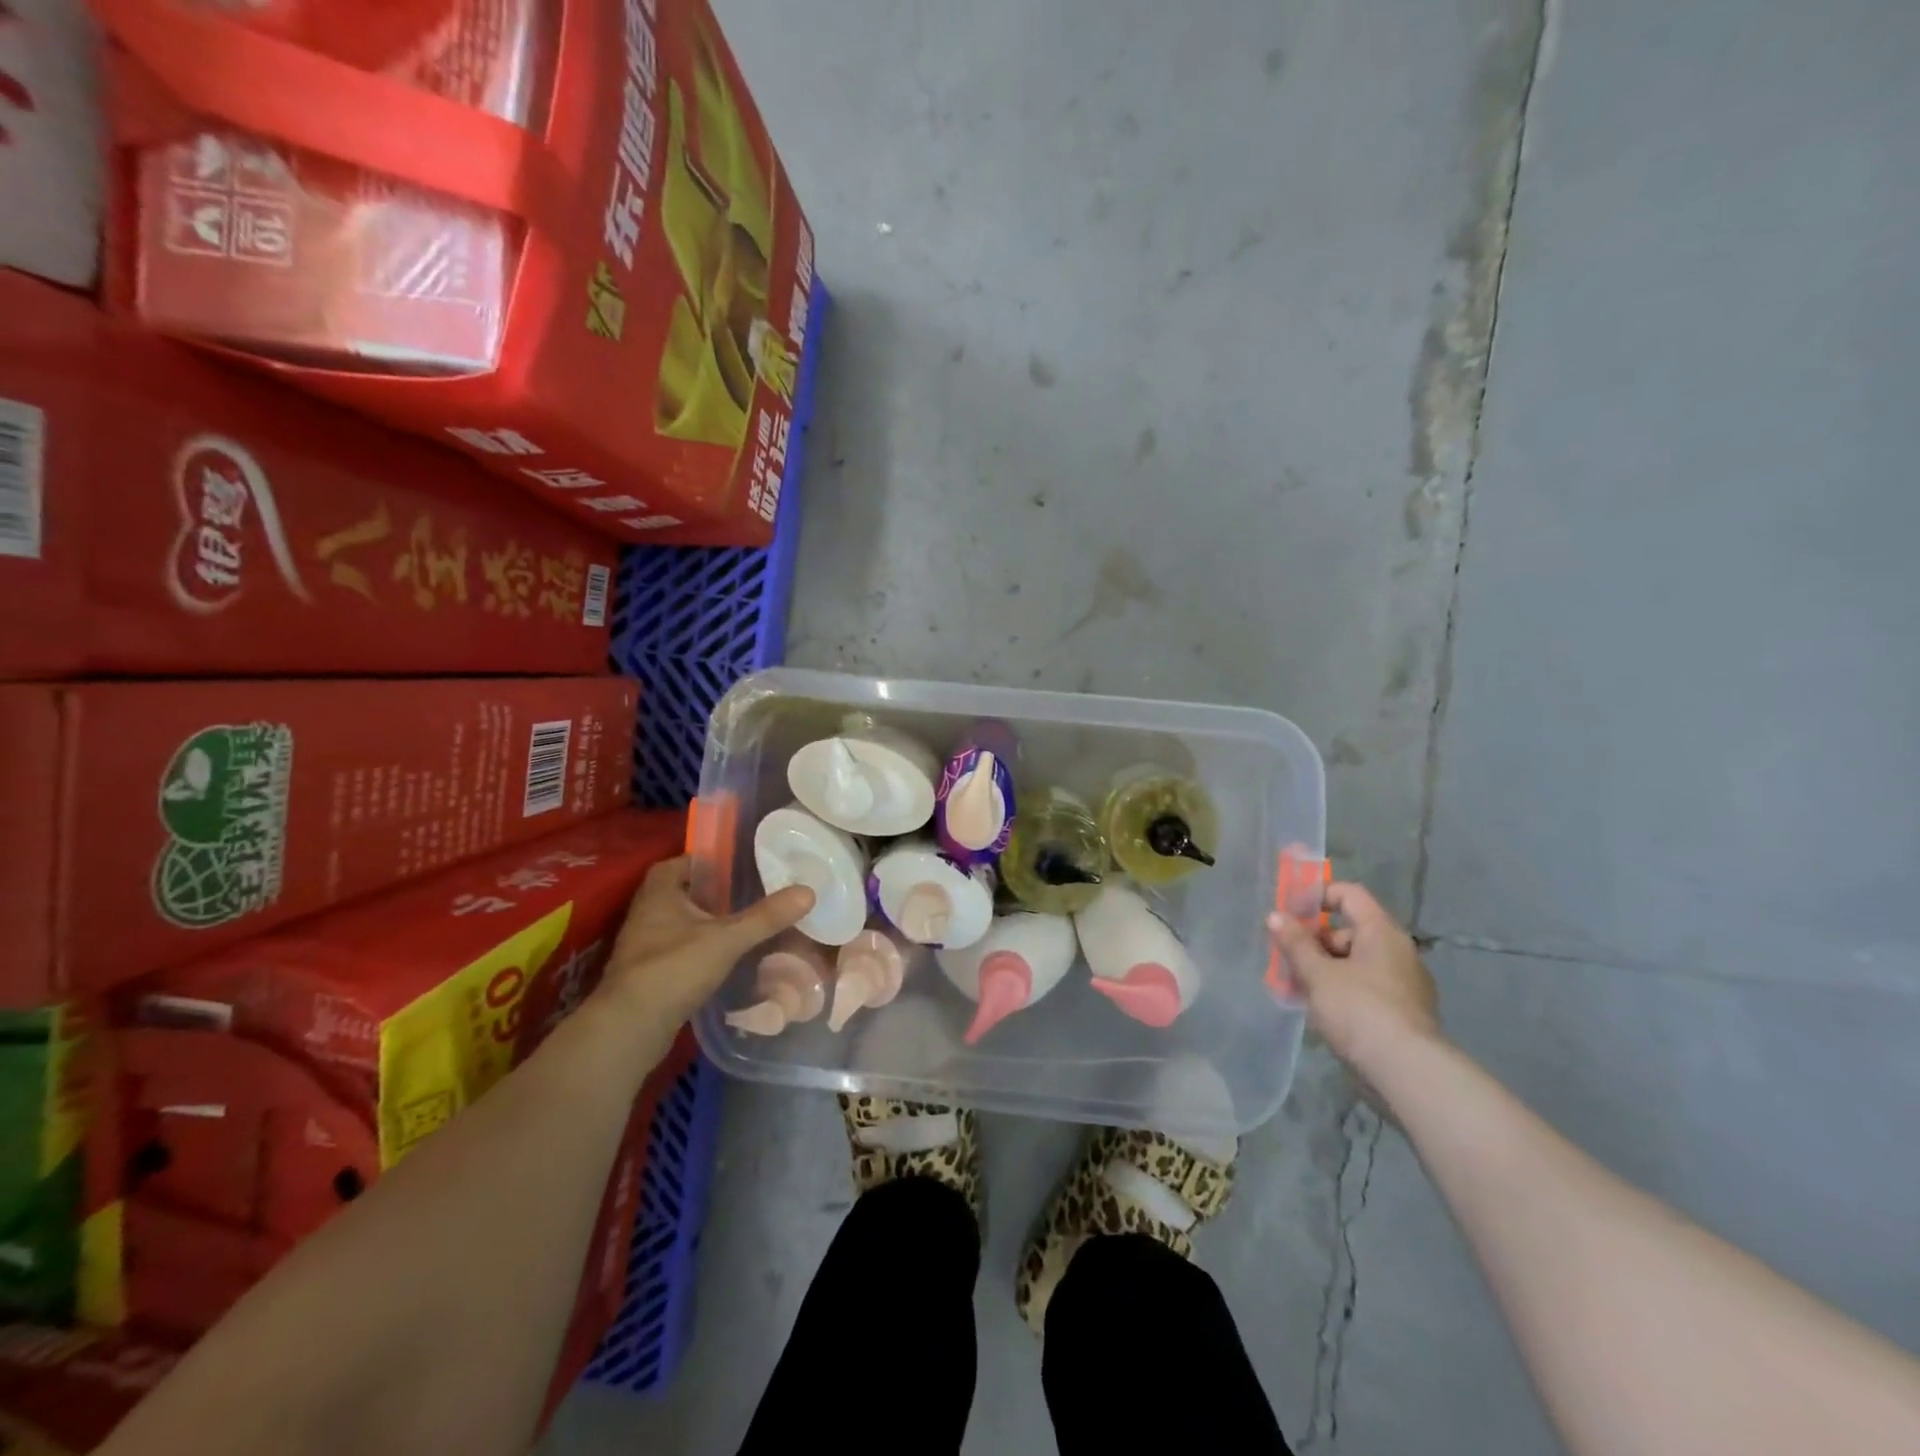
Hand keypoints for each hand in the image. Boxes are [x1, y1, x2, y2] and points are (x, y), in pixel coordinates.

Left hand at [596, 856, 814, 1042]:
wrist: (629, 1029)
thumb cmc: (674, 969)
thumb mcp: (727, 939)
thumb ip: (766, 917)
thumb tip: (809, 891)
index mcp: (659, 894)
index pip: (677, 863)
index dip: (703, 861)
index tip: (732, 866)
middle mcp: (645, 914)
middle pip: (677, 893)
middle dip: (706, 893)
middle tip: (741, 894)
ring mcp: (642, 947)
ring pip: (675, 923)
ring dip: (700, 922)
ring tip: (736, 924)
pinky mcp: (645, 976)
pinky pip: (674, 951)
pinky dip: (694, 950)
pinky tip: (718, 959)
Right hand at [1268, 882, 1441, 1078]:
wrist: (1407, 1072)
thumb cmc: (1359, 1010)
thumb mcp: (1317, 974)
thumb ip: (1295, 943)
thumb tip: (1275, 915)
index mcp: (1382, 932)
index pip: (1349, 894)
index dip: (1317, 896)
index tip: (1289, 913)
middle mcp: (1399, 951)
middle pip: (1350, 930)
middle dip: (1314, 941)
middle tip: (1286, 958)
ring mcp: (1405, 984)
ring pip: (1356, 962)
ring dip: (1324, 968)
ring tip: (1295, 987)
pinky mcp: (1404, 1012)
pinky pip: (1366, 987)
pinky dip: (1341, 990)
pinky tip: (1320, 1009)